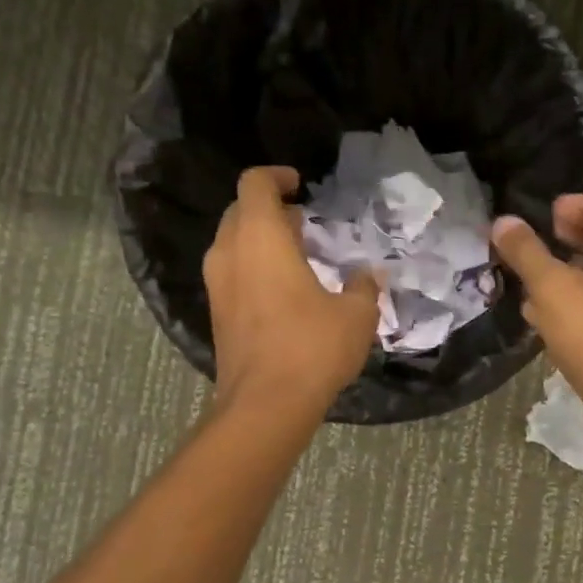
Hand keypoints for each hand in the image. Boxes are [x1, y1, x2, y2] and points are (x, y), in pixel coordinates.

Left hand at [204, 167, 381, 415]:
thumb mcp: (356, 314)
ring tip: (297, 256)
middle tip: (303, 224)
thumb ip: (362, 286)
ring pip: (233, 244)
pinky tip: (285, 292)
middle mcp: (229, 253)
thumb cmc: (312, 347)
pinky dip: (253, 268)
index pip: (255, 184)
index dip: (277, 177)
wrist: (265, 405)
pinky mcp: (216, 315)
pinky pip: (231, 273)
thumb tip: (366, 276)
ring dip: (261, 241)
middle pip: (240, 211)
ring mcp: (217, 285)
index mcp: (260, 238)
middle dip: (270, 210)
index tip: (301, 186)